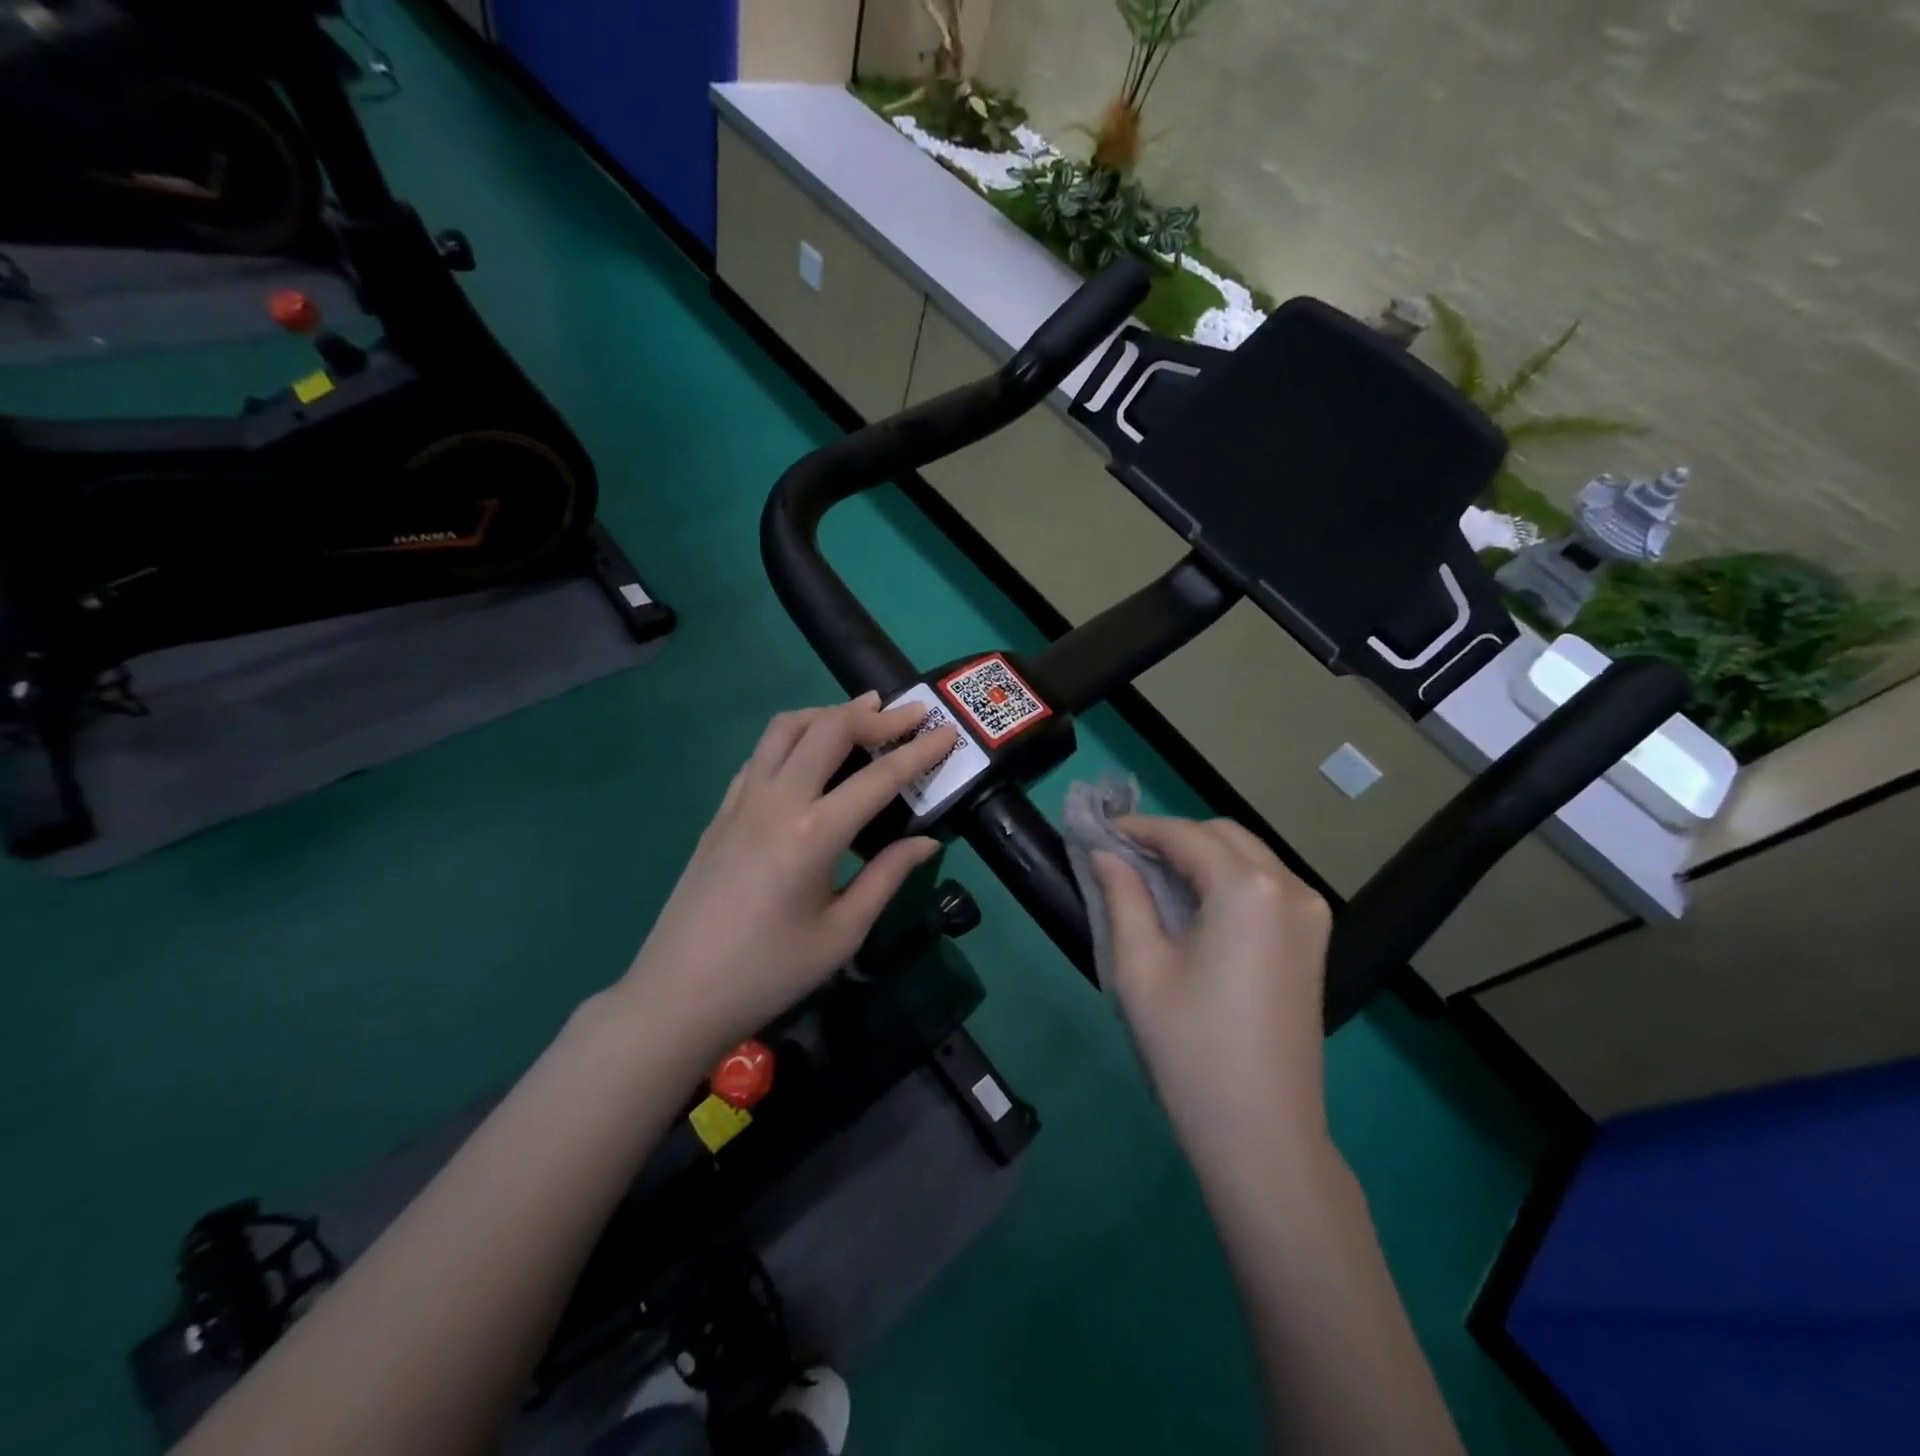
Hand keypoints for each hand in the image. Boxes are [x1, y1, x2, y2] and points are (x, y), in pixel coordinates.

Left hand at [618, 692, 960, 1052]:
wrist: (679, 994)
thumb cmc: (770, 972)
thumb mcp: (842, 932)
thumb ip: (887, 876)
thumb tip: (928, 841)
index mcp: (814, 833)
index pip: (880, 777)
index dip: (919, 752)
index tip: (948, 732)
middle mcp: (777, 800)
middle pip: (829, 729)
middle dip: (876, 715)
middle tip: (910, 713)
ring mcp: (742, 800)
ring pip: (786, 728)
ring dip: (828, 713)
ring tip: (860, 715)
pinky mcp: (721, 811)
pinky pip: (760, 754)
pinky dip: (792, 738)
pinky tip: (808, 756)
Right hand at [1092, 817, 1332, 1150]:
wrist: (1262, 1133)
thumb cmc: (1190, 1048)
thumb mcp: (1140, 967)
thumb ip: (1122, 896)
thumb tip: (1105, 853)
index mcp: (1247, 890)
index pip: (1185, 835)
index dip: (1139, 828)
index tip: (1101, 831)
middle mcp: (1290, 888)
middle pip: (1223, 836)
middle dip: (1173, 836)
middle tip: (1124, 855)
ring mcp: (1311, 914)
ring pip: (1249, 856)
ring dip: (1201, 854)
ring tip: (1152, 875)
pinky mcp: (1314, 940)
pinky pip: (1267, 884)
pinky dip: (1228, 877)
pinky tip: (1195, 901)